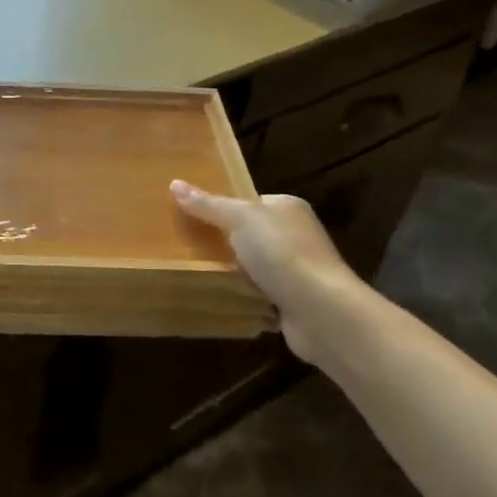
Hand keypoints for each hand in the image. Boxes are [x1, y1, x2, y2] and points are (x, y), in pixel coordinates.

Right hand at [171, 181, 369, 365]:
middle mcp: (296, 235)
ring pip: (252, 266)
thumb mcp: (240, 219)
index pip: (249, 202)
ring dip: (231, 272)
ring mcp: (296, 270)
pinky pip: (257, 294)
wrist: (321, 312)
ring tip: (195, 271)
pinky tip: (219, 297)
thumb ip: (208, 204)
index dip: (221, 207)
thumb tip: (174, 183)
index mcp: (288, 208)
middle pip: (249, 234)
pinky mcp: (292, 302)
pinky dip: (242, 296)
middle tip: (187, 244)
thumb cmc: (282, 253)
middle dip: (223, 242)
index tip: (191, 215)